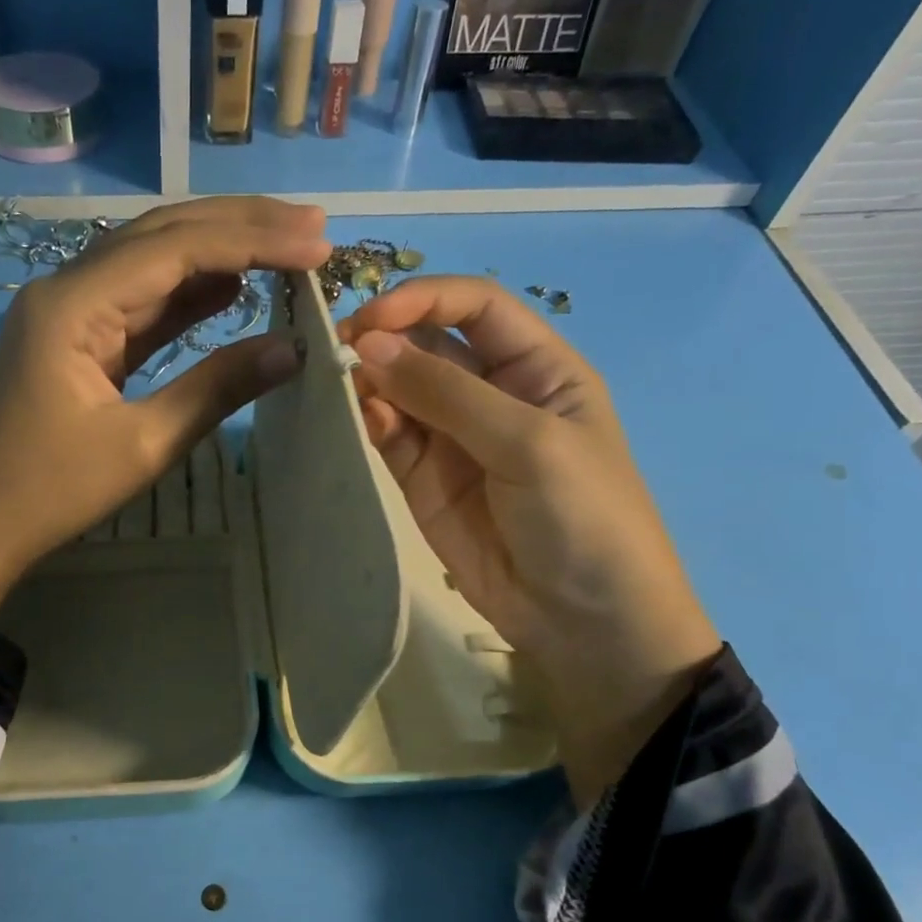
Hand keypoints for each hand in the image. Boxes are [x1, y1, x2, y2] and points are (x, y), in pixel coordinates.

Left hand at [0, 198, 330, 619]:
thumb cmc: (50, 492)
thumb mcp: (142, 445)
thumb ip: (216, 389)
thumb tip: (291, 349)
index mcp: (73, 304)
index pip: (174, 248)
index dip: (252, 240)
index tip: (317, 243)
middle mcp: (67, 289)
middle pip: (161, 236)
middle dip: (239, 227)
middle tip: (313, 225)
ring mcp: (69, 313)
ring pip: (152, 264)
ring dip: (217, 254)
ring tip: (286, 247)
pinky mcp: (76, 341)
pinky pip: (138, 304)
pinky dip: (187, 295)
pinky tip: (231, 288)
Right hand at [340, 277, 720, 806]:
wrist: (584, 622)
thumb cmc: (583, 518)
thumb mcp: (528, 442)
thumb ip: (447, 392)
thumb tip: (370, 346)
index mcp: (537, 366)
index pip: (474, 306)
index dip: (423, 299)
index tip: (372, 319)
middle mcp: (491, 393)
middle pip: (428, 343)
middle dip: (385, 339)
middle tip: (338, 352)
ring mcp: (453, 438)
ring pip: (399, 389)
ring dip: (369, 381)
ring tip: (337, 385)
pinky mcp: (422, 480)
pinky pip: (389, 436)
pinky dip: (369, 423)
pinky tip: (359, 421)